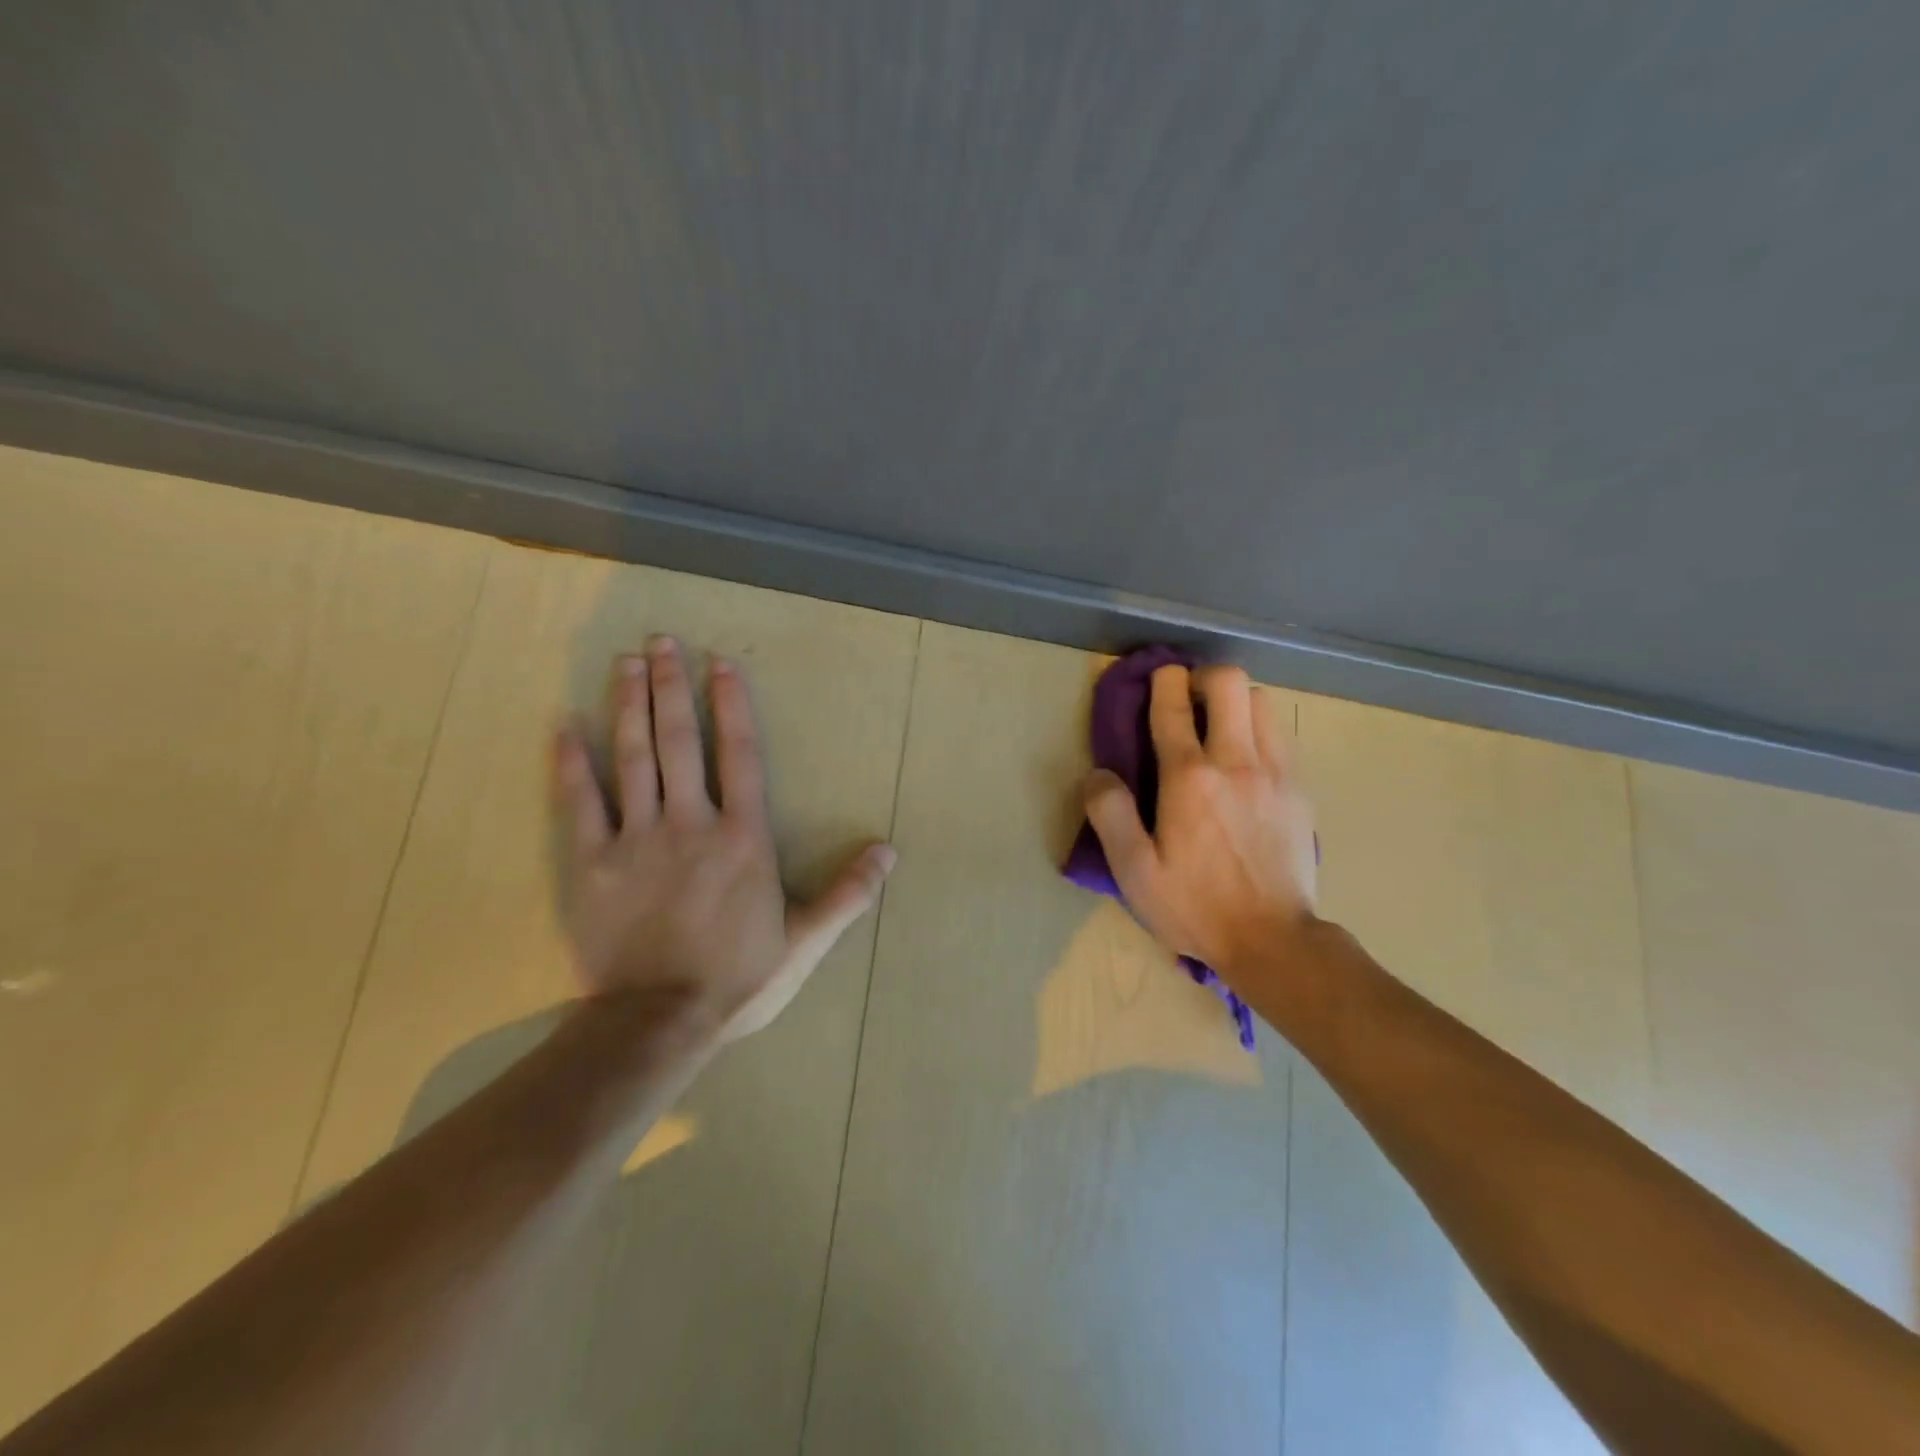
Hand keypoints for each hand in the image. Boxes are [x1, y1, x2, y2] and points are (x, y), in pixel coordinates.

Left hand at [551, 637, 895, 1039]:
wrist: (658, 1021)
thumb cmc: (738, 978)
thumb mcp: (805, 940)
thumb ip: (847, 893)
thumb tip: (889, 851)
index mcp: (742, 838)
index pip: (739, 755)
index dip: (731, 705)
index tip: (720, 663)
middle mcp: (691, 824)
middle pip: (680, 742)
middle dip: (672, 687)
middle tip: (661, 642)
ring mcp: (637, 840)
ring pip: (633, 759)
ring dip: (630, 706)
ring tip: (626, 663)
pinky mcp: (593, 864)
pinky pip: (581, 803)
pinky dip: (571, 762)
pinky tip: (564, 725)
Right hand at [1083, 663, 1317, 980]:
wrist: (1273, 940)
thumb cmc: (1195, 906)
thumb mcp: (1134, 871)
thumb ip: (1110, 815)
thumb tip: (1098, 774)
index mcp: (1188, 778)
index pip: (1173, 706)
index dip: (1161, 681)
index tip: (1156, 677)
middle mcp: (1235, 762)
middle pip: (1229, 683)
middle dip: (1203, 676)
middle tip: (1188, 699)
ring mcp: (1276, 772)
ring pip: (1263, 701)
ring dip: (1236, 701)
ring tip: (1219, 726)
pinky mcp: (1300, 790)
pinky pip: (1281, 735)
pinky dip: (1260, 729)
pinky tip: (1246, 759)